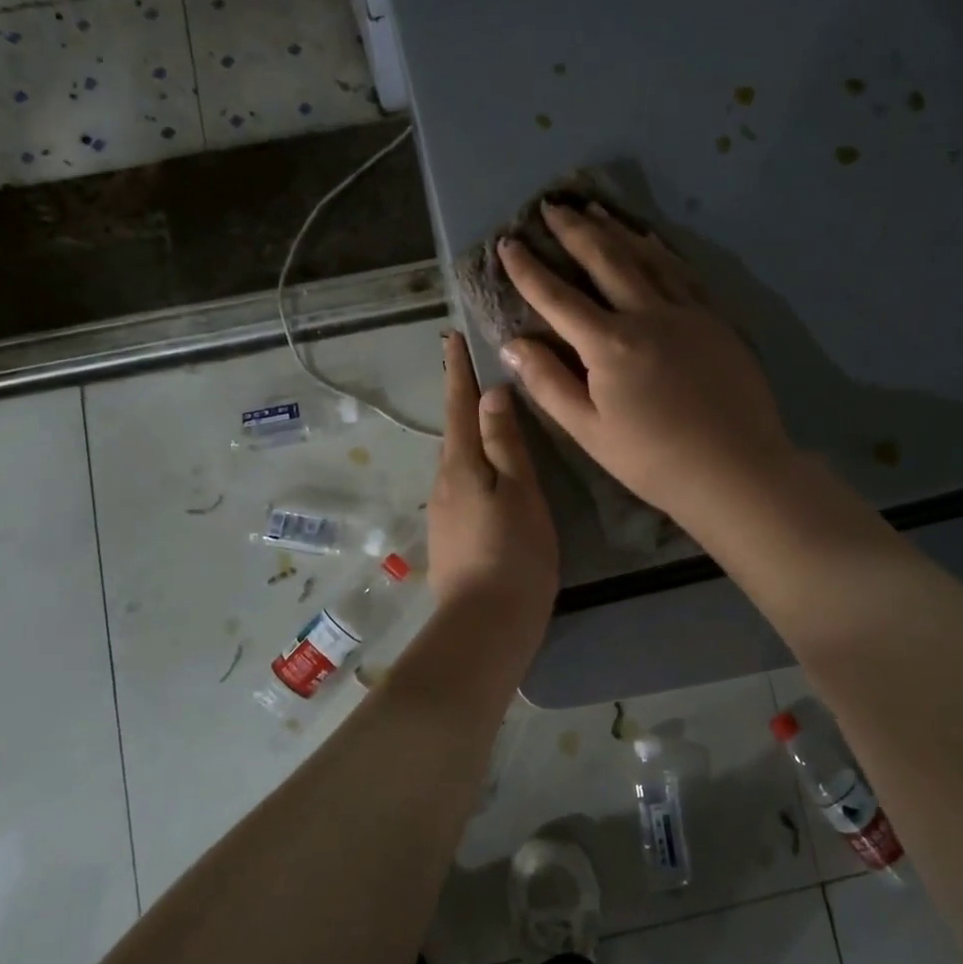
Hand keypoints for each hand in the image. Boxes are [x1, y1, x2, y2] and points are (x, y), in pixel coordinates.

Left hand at [427, 331, 558, 635]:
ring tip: (488, 412)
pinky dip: (474, 462)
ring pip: (458, 458)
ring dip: (468, 430)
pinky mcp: (451, 535)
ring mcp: (444, 511)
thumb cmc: (514, 554)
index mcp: (461, 465)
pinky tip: (489, 469)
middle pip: (454, 430)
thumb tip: (491, 394)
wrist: (485, 626)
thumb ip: (504, 444)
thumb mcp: (519, 493)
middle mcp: (443, 482)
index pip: (458, 405)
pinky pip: (462, 483)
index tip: (451, 337)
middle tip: (476, 368)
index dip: (457, 371)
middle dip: (461, 397)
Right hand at [497, 201, 794, 524]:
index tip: (507, 244)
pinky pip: (681, 272)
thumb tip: (513, 344)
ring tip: (593, 209)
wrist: (736, 468)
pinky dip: (659, 250)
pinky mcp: (714, 319)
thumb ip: (549, 383)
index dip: (528, 269)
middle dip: (573, 230)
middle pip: (604, 260)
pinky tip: (649, 240)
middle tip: (551, 206)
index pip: (558, 297)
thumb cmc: (654, 459)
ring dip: (614, 230)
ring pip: (645, 257)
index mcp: (609, 344)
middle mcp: (646, 314)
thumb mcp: (589, 431)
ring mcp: (686, 312)